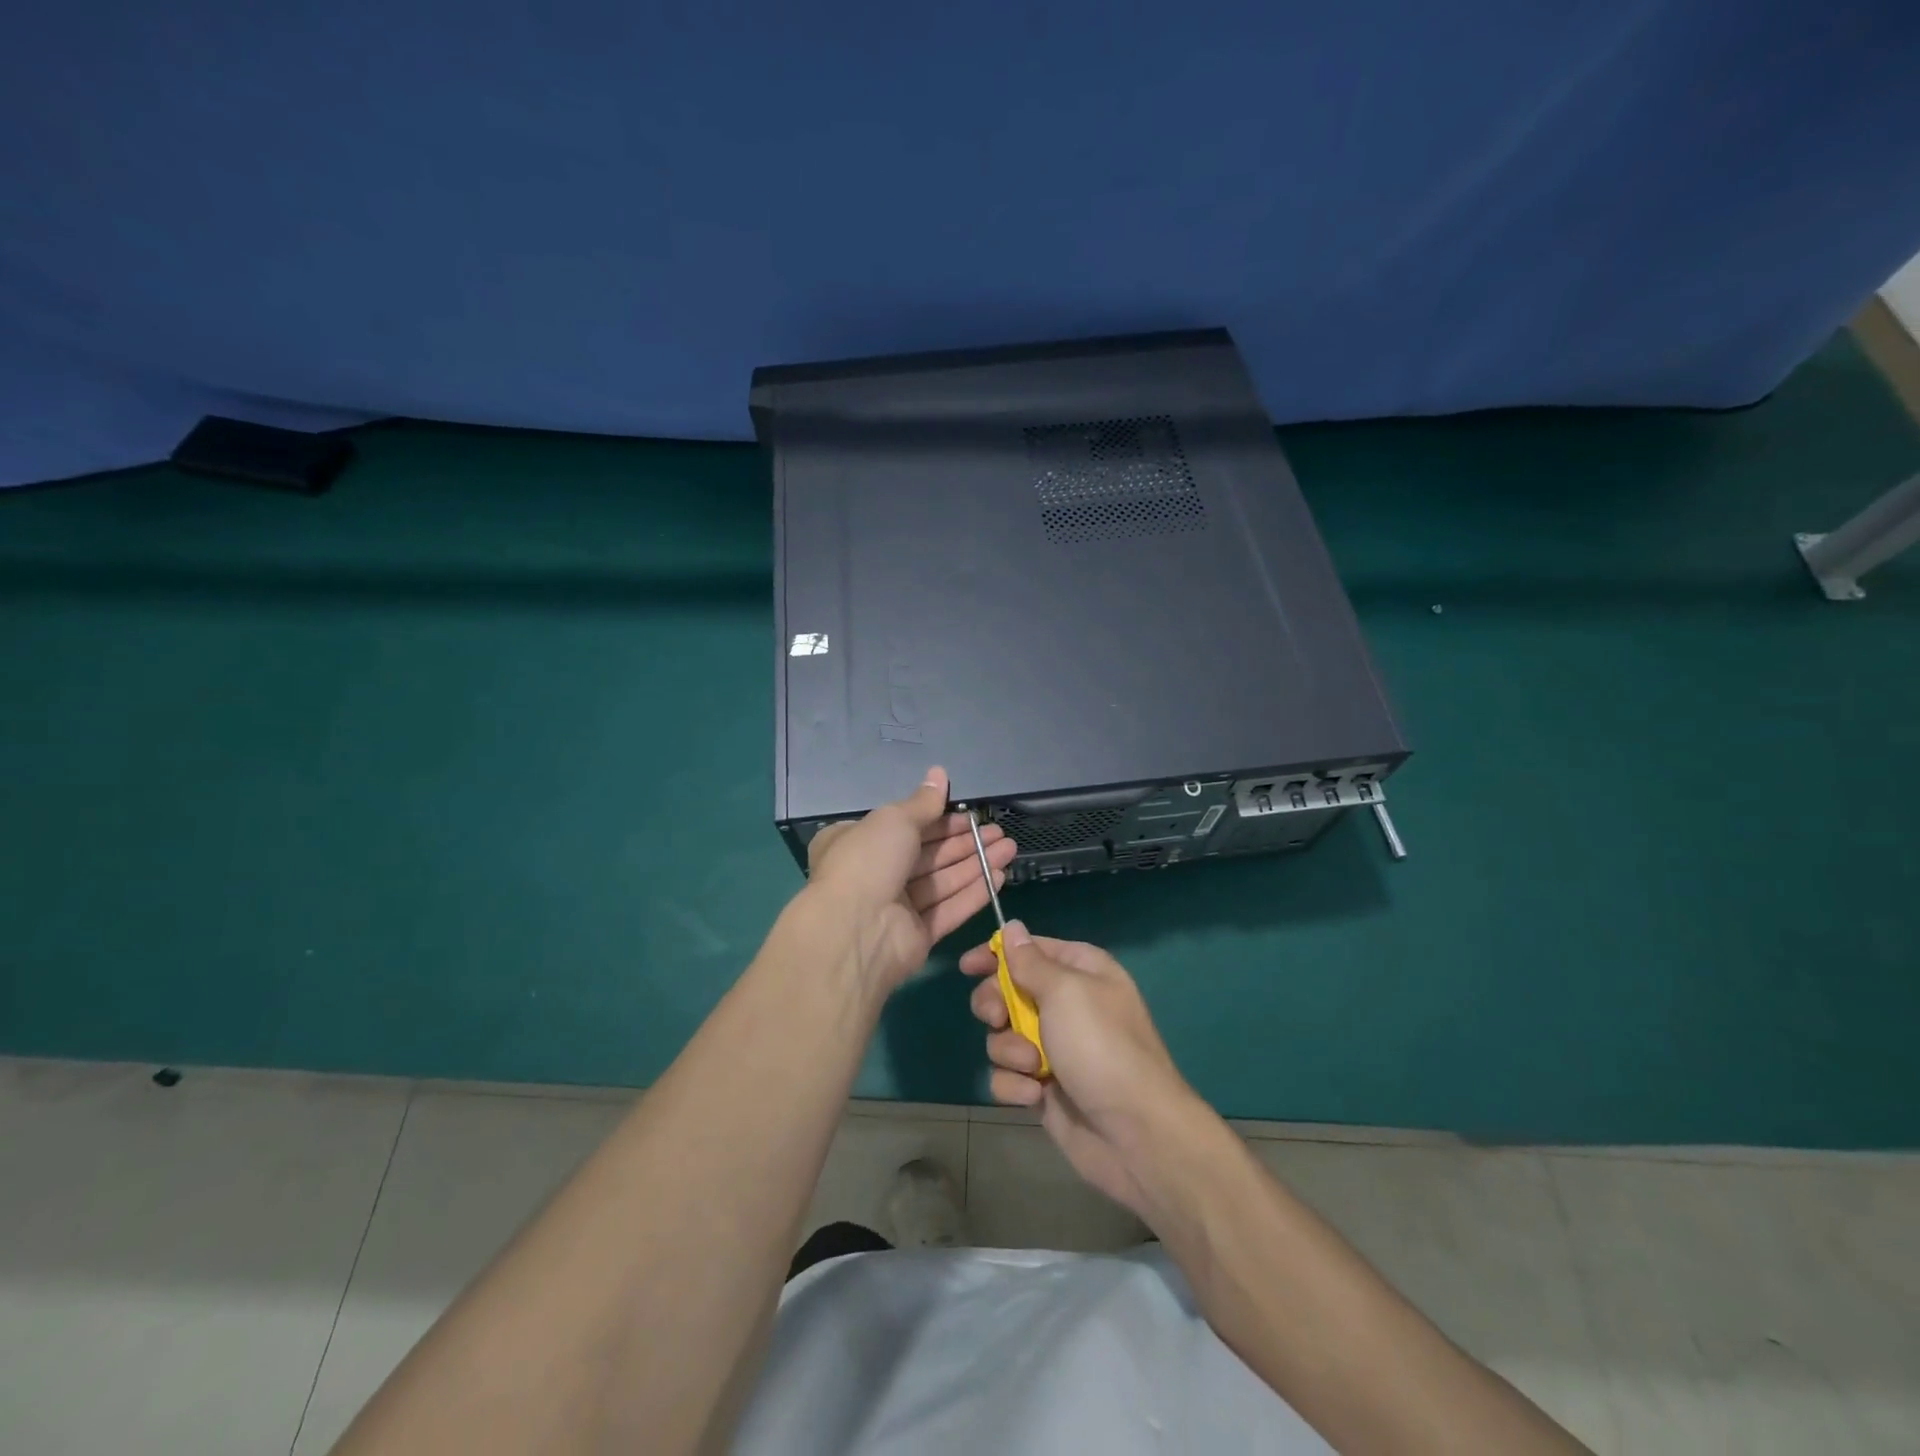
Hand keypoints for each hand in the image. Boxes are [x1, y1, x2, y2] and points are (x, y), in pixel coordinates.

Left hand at [805, 767, 1016, 996]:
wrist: (855, 931)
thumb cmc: (867, 861)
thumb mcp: (894, 820)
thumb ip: (923, 802)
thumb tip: (939, 772)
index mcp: (858, 842)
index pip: (905, 826)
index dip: (939, 819)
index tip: (970, 814)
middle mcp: (875, 873)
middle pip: (928, 854)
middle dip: (964, 841)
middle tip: (999, 832)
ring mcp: (896, 907)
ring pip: (942, 881)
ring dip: (975, 863)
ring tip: (1009, 848)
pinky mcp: (916, 935)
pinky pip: (948, 909)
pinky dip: (972, 893)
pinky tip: (998, 876)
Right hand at [961, 922, 1202, 1221]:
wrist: (1134, 1133)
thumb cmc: (1101, 1046)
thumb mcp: (1065, 991)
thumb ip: (1030, 961)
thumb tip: (1012, 927)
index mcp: (1080, 971)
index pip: (1030, 949)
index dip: (997, 954)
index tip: (967, 966)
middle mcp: (1066, 1005)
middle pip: (1007, 991)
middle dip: (995, 1006)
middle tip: (997, 1018)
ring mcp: (1054, 1048)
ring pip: (1002, 1036)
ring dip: (1009, 1050)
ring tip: (1033, 1066)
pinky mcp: (1043, 1086)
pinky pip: (1008, 1075)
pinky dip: (1016, 1084)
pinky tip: (1037, 1095)